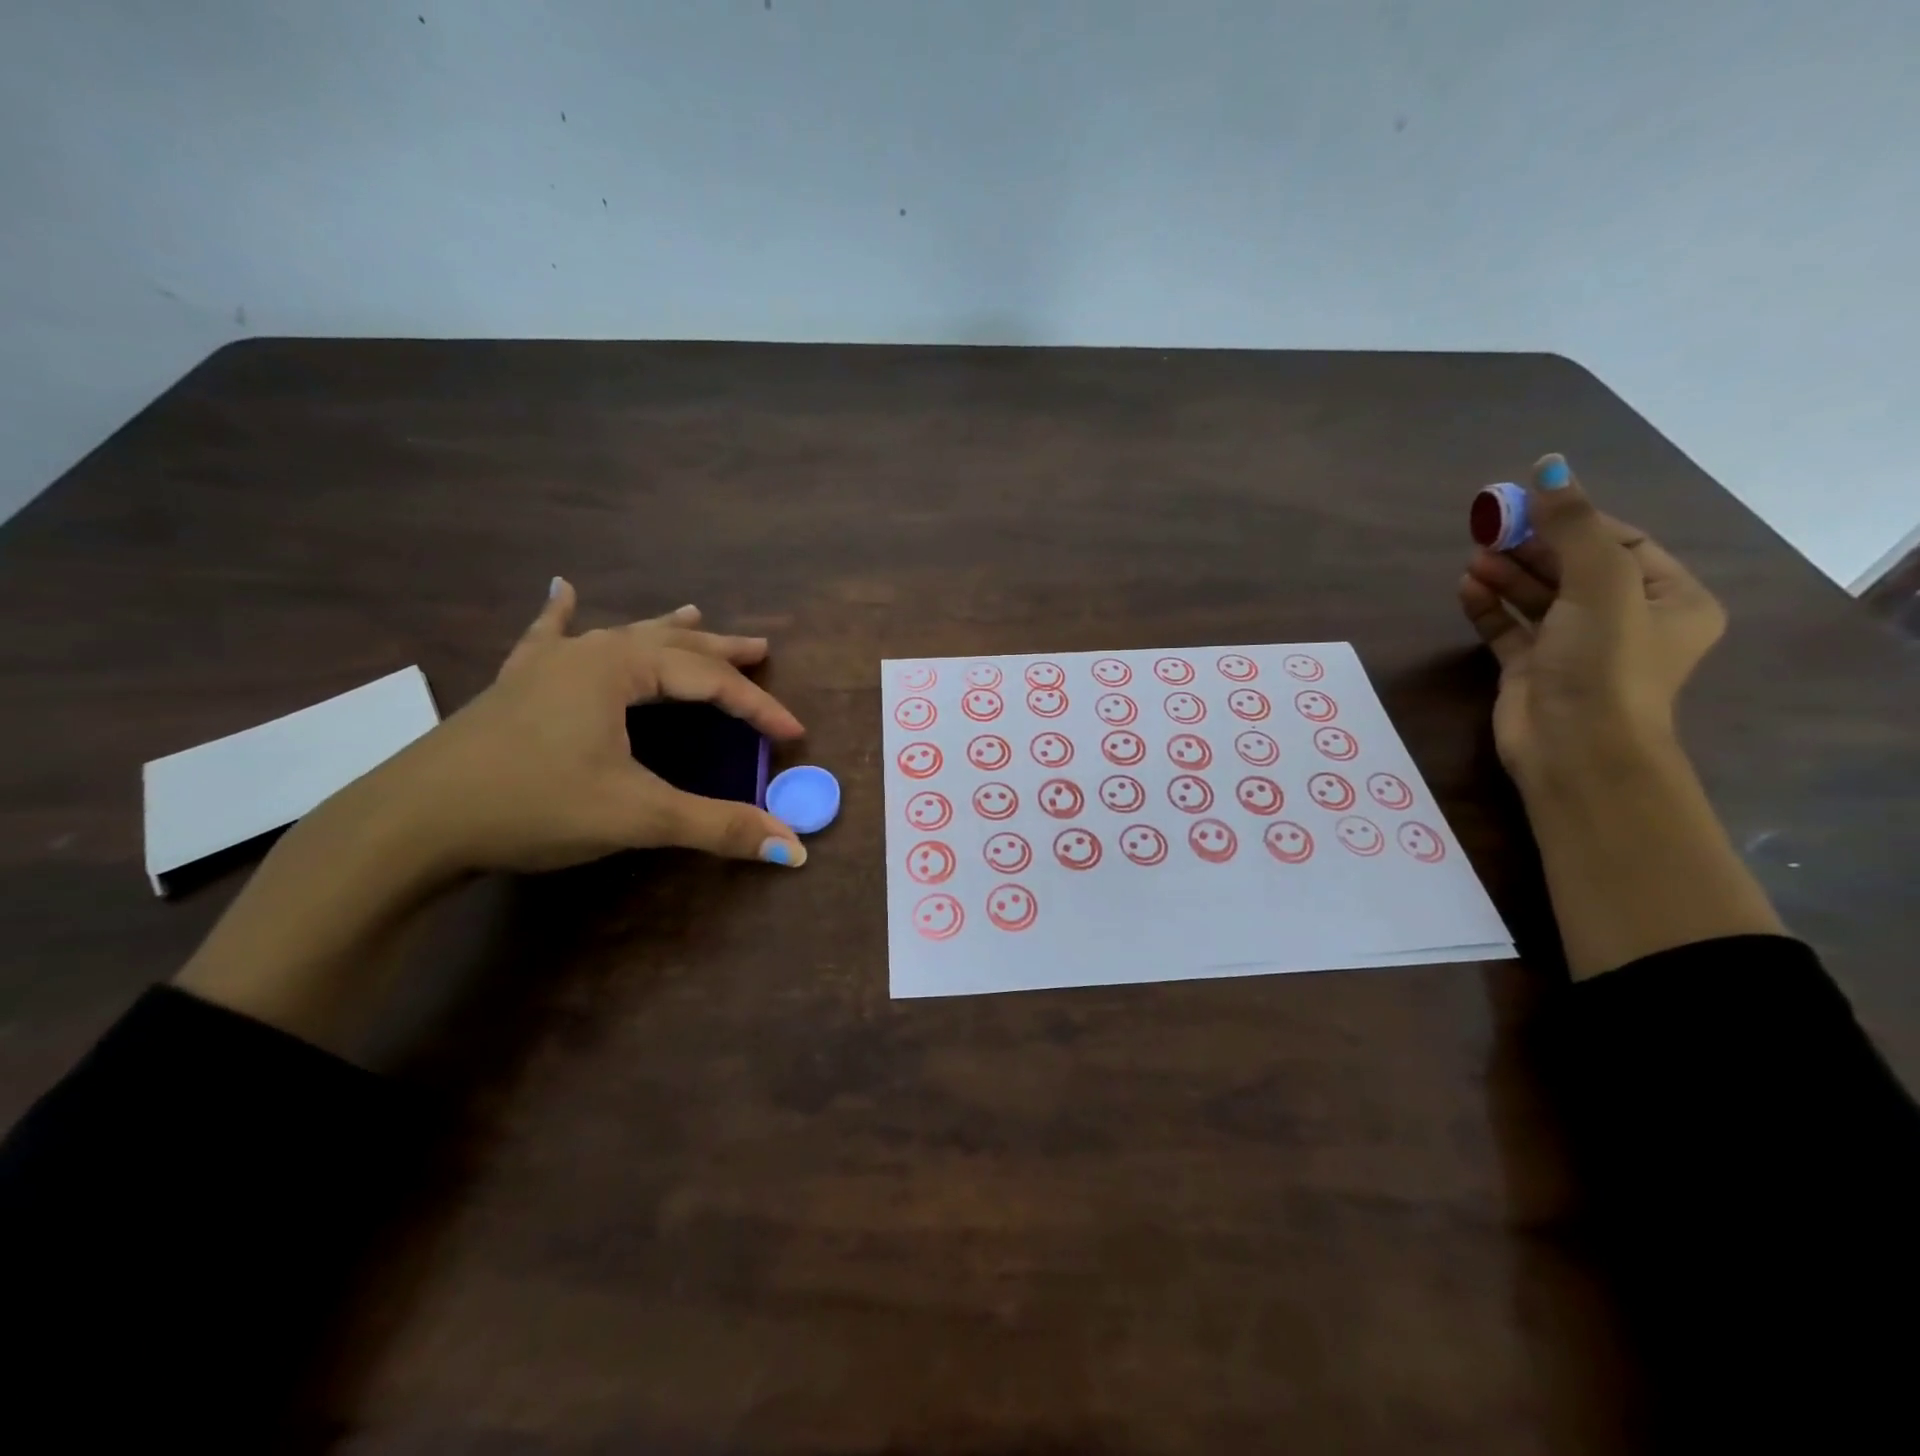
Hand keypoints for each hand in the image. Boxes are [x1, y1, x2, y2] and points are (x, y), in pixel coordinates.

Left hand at [391, 580, 808, 874]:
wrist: (411, 823)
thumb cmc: (532, 805)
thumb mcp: (636, 815)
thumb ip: (717, 826)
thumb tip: (793, 850)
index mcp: (618, 669)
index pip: (708, 682)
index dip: (756, 707)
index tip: (792, 734)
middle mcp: (585, 654)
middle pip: (671, 645)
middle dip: (720, 650)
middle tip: (761, 649)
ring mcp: (544, 667)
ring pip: (620, 636)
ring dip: (664, 631)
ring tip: (695, 614)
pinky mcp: (513, 688)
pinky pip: (546, 639)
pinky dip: (559, 618)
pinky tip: (559, 591)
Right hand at [1458, 454, 1725, 786]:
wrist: (1573, 749)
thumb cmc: (1603, 663)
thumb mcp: (1599, 586)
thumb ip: (1573, 527)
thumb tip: (1550, 466)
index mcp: (1670, 599)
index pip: (1622, 543)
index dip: (1575, 521)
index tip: (1528, 504)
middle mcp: (1626, 621)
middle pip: (1573, 568)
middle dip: (1532, 547)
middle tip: (1490, 527)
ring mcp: (1574, 647)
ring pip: (1538, 597)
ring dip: (1507, 575)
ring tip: (1473, 556)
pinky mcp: (1531, 669)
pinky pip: (1509, 627)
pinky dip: (1489, 607)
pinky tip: (1467, 588)